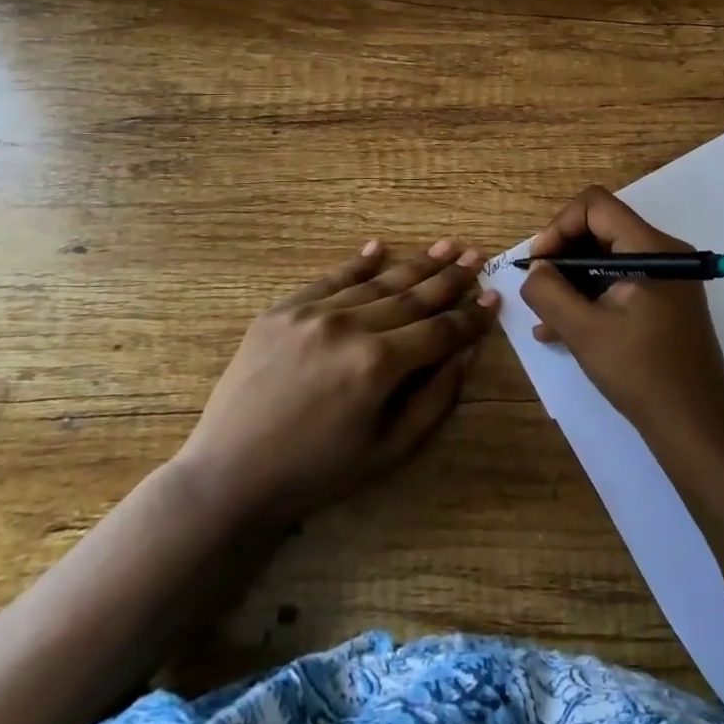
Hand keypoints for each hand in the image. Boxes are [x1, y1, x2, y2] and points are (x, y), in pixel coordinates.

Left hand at [177, 238, 498, 525]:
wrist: (230, 476)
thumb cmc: (318, 472)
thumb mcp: (390, 450)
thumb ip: (436, 398)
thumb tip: (468, 352)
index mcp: (379, 365)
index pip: (440, 330)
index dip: (470, 316)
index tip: (493, 297)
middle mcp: (350, 327)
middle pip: (413, 296)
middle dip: (449, 277)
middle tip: (476, 256)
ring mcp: (313, 313)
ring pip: (377, 282)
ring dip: (414, 265)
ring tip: (444, 247)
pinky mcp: (282, 310)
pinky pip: (330, 279)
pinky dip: (357, 263)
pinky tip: (379, 248)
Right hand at [519, 187, 723, 450]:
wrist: (696, 427)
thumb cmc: (641, 373)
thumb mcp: (584, 331)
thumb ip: (550, 293)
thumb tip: (535, 270)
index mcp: (650, 248)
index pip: (596, 206)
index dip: (559, 226)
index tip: (538, 263)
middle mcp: (663, 253)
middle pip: (601, 229)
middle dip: (563, 255)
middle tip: (537, 288)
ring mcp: (667, 280)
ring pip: (607, 259)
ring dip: (572, 281)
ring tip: (543, 316)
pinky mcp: (664, 304)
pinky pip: (619, 283)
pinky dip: (591, 298)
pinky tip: (560, 330)